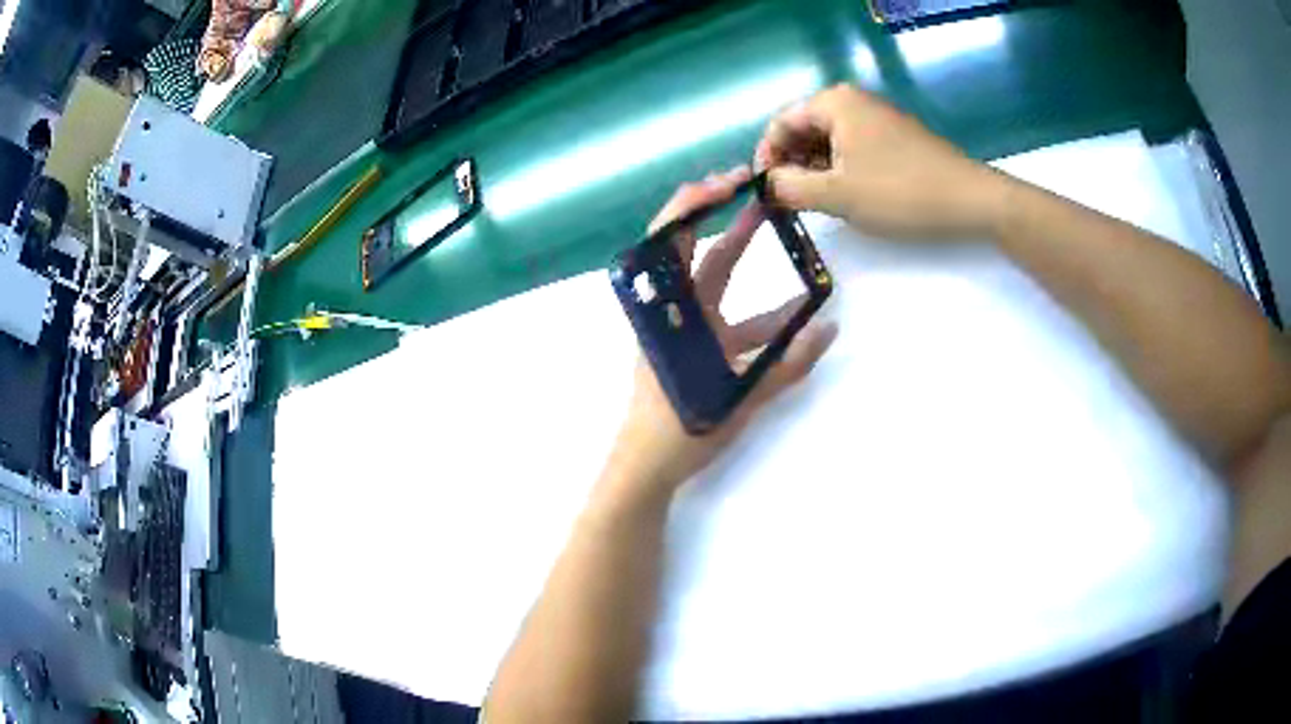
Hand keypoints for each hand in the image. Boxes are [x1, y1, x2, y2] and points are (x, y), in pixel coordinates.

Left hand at [598, 168, 838, 505]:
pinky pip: (728, 318)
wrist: (646, 468)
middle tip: (755, 189)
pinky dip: (757, 311)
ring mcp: (684, 327)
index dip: (697, 203)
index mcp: (671, 309)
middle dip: (723, 214)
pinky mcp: (694, 348)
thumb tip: (830, 331)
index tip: (733, 181)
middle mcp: (674, 310)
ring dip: (739, 252)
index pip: (675, 240)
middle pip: (695, 248)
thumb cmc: (682, 428)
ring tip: (771, 225)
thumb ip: (788, 366)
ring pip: (713, 279)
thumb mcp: (739, 395)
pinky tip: (793, 314)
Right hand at [755, 84, 1009, 239]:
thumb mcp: (837, 195)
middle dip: (792, 166)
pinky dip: (842, 172)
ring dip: (816, 172)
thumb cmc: (900, 193)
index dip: (766, 158)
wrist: (971, 201)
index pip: (780, 124)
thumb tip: (767, 185)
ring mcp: (877, 118)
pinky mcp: (895, 138)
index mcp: (834, 103)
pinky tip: (849, 198)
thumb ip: (790, 188)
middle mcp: (853, 102)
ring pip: (829, 142)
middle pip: (804, 130)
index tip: (764, 194)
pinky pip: (854, 149)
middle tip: (791, 204)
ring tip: (819, 205)